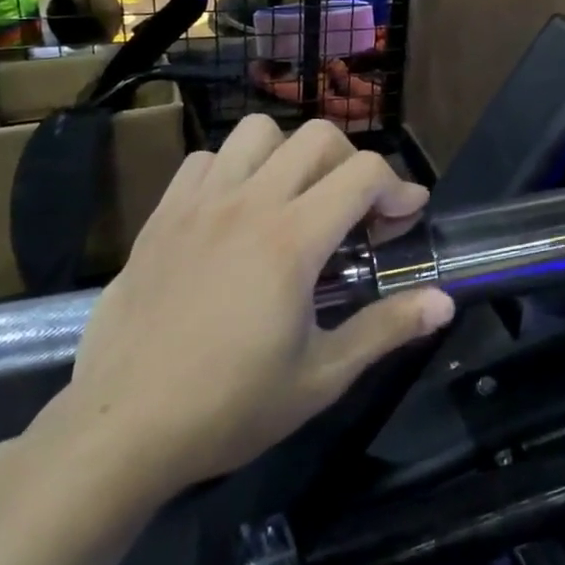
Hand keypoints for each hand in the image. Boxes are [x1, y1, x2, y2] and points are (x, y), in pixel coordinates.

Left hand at [47, 117, 454, 506]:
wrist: (119, 431)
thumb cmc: (229, 407)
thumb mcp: (322, 376)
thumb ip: (387, 328)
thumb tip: (445, 302)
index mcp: (291, 240)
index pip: (364, 172)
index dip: (400, 187)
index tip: (406, 218)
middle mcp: (248, 205)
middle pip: (318, 137)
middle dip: (354, 164)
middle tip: (357, 212)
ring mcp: (199, 205)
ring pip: (258, 132)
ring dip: (292, 155)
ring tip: (297, 201)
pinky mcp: (161, 217)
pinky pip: (207, 160)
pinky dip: (235, 170)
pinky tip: (238, 215)